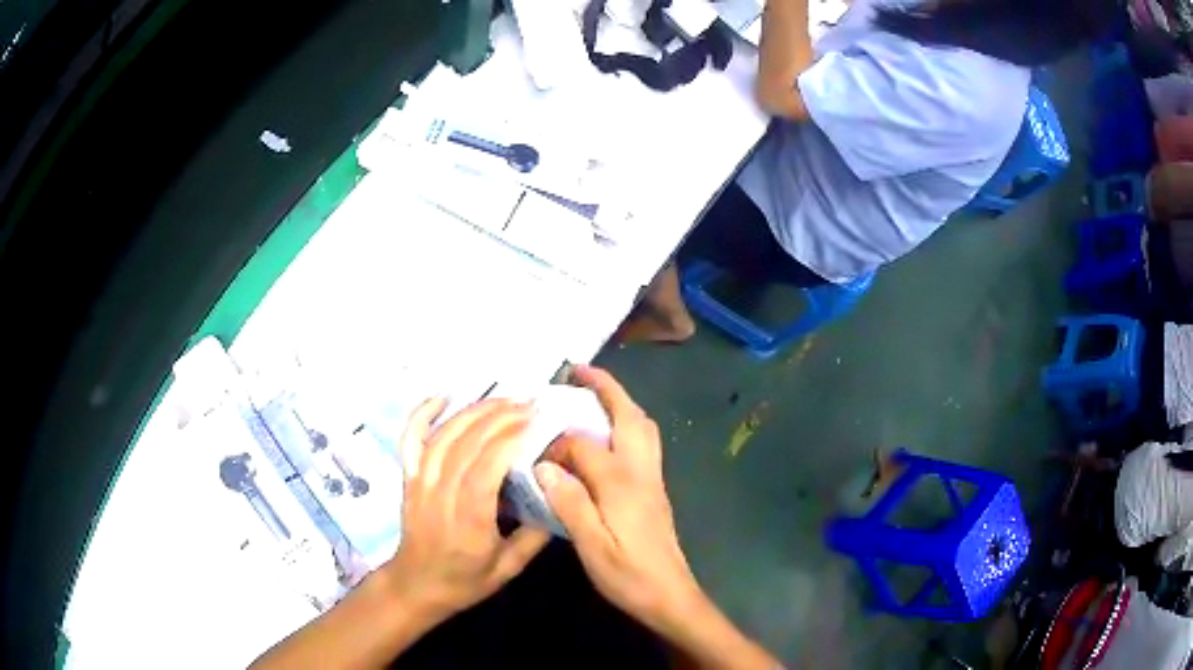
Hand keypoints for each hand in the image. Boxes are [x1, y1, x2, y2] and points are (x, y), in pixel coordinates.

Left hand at [381, 398, 550, 623]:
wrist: (417, 585)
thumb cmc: (465, 580)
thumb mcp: (509, 567)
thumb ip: (535, 535)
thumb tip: (557, 497)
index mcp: (469, 519)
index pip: (486, 467)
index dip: (509, 438)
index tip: (535, 420)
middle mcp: (441, 494)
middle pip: (466, 444)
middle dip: (499, 417)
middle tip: (529, 403)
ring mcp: (420, 482)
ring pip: (444, 436)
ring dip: (473, 411)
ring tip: (502, 398)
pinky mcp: (409, 478)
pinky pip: (410, 440)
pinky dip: (422, 414)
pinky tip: (442, 397)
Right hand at [534, 366, 701, 632]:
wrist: (670, 595)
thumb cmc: (629, 575)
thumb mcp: (592, 546)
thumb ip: (569, 502)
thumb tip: (544, 465)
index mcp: (622, 482)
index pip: (585, 445)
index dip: (558, 446)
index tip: (535, 457)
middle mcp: (642, 471)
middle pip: (630, 416)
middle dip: (607, 388)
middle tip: (579, 372)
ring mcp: (653, 479)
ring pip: (643, 427)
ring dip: (620, 403)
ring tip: (592, 396)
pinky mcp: (656, 491)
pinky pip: (644, 442)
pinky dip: (627, 424)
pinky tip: (607, 438)